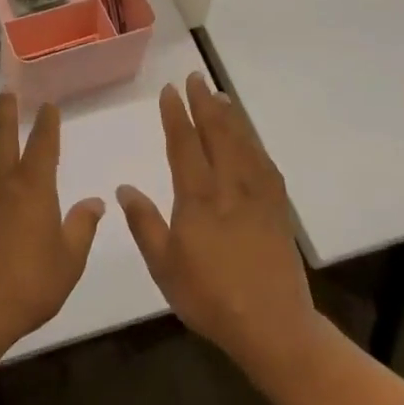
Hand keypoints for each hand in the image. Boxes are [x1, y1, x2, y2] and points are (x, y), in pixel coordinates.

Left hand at [0, 92, 104, 353]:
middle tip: (5, 91)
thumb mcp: (69, 261)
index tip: (49, 106)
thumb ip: (81, 227)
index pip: (44, 144)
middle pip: (2, 134)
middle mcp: (1, 180)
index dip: (48, 123)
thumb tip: (96, 202)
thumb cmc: (28, 286)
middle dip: (6, 110)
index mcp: (34, 187)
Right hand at [117, 73, 315, 376]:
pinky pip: (265, 163)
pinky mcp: (278, 208)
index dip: (176, 114)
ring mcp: (258, 194)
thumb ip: (144, 224)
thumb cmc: (210, 298)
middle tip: (196, 78)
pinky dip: (254, 142)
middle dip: (204, 103)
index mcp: (198, 197)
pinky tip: (250, 138)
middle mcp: (229, 185)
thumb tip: (125, 189)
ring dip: (230, 116)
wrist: (273, 325)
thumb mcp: (165, 267)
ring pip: (243, 142)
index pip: (185, 144)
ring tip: (220, 95)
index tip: (170, 91)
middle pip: (217, 133)